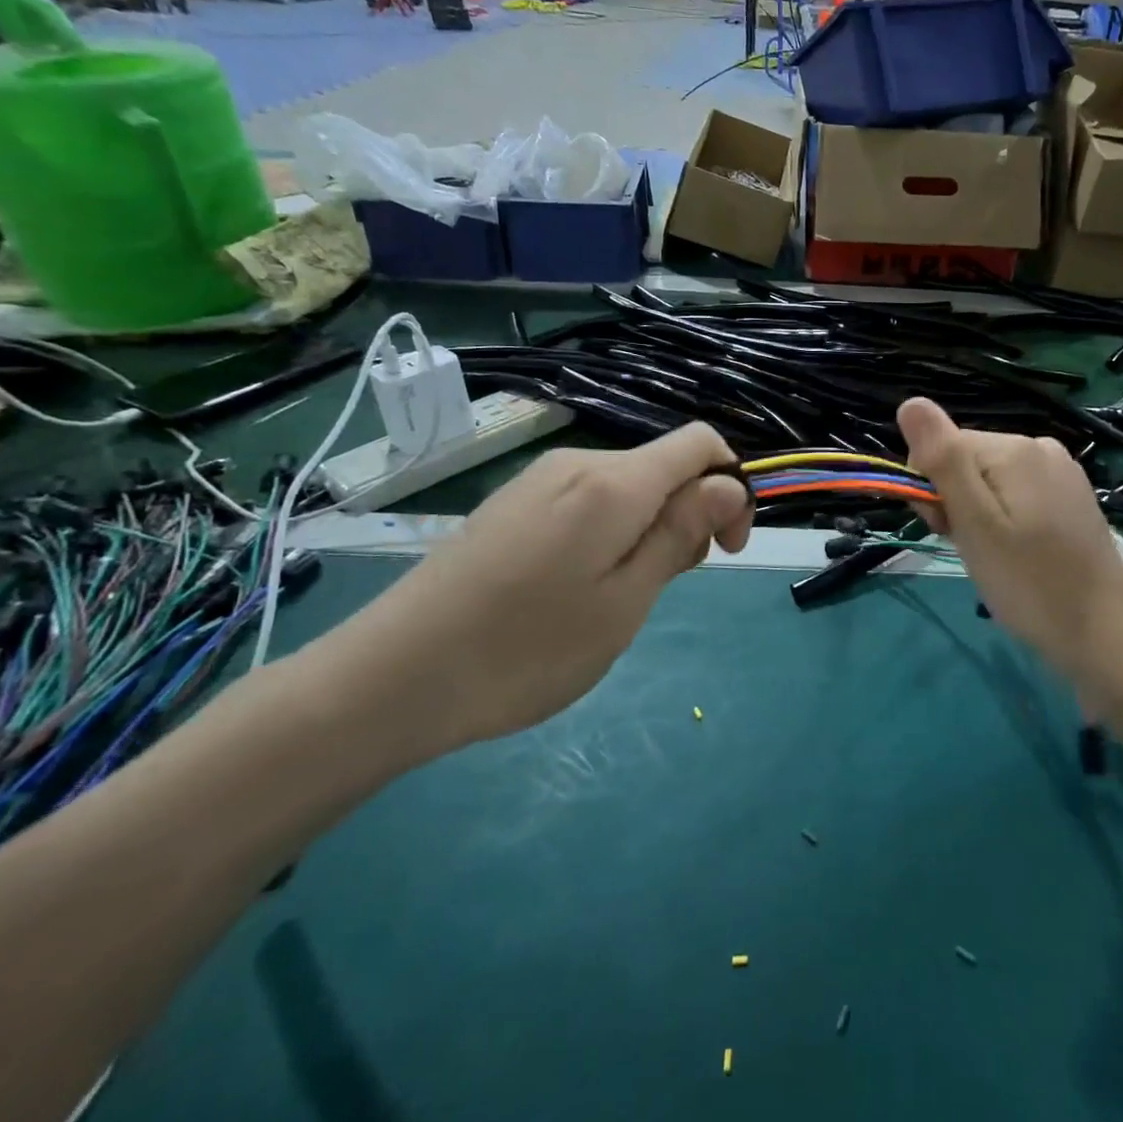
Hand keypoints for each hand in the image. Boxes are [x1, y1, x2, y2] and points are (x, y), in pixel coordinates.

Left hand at [309, 423, 750, 753]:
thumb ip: (681, 533)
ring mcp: (538, 482)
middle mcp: (576, 463)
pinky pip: (587, 501)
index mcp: (613, 482)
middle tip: (662, 588)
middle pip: (664, 466)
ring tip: (617, 597)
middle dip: (688, 515)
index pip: (700, 443)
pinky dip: (609, 533)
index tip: (725, 549)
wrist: (392, 678)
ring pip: (627, 486)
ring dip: (648, 529)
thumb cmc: (526, 649)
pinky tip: (576, 587)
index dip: (730, 486)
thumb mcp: (625, 600)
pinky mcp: (513, 504)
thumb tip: (729, 484)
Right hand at [898, 397, 1122, 685]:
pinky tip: (1019, 552)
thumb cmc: (1029, 583)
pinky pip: (1017, 494)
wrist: (1103, 633)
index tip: (948, 532)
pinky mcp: (1071, 496)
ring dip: (979, 515)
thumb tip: (910, 402)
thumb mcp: (975, 523)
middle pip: (967, 461)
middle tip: (975, 549)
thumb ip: (943, 460)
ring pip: (990, 480)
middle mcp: (1040, 446)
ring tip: (998, 556)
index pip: (942, 448)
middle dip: (957, 502)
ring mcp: (1061, 471)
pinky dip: (1006, 520)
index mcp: (1015, 448)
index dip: (933, 492)